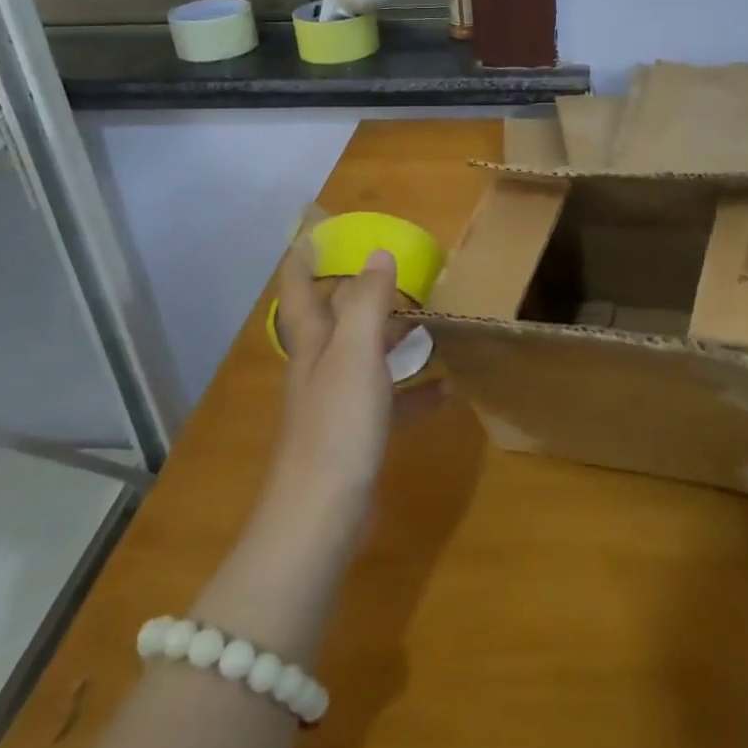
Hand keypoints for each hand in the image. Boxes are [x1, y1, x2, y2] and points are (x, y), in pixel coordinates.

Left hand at [268, 242, 445, 517]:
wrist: (320, 518)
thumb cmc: (336, 426)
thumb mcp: (355, 355)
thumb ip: (367, 302)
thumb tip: (378, 253)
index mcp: (314, 345)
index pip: (301, 290)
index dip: (303, 258)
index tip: (313, 229)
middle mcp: (320, 368)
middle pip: (335, 320)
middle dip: (356, 292)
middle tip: (390, 269)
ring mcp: (337, 404)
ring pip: (365, 357)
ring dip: (391, 337)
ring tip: (426, 320)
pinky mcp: (357, 436)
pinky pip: (390, 401)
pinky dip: (414, 391)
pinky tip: (446, 391)